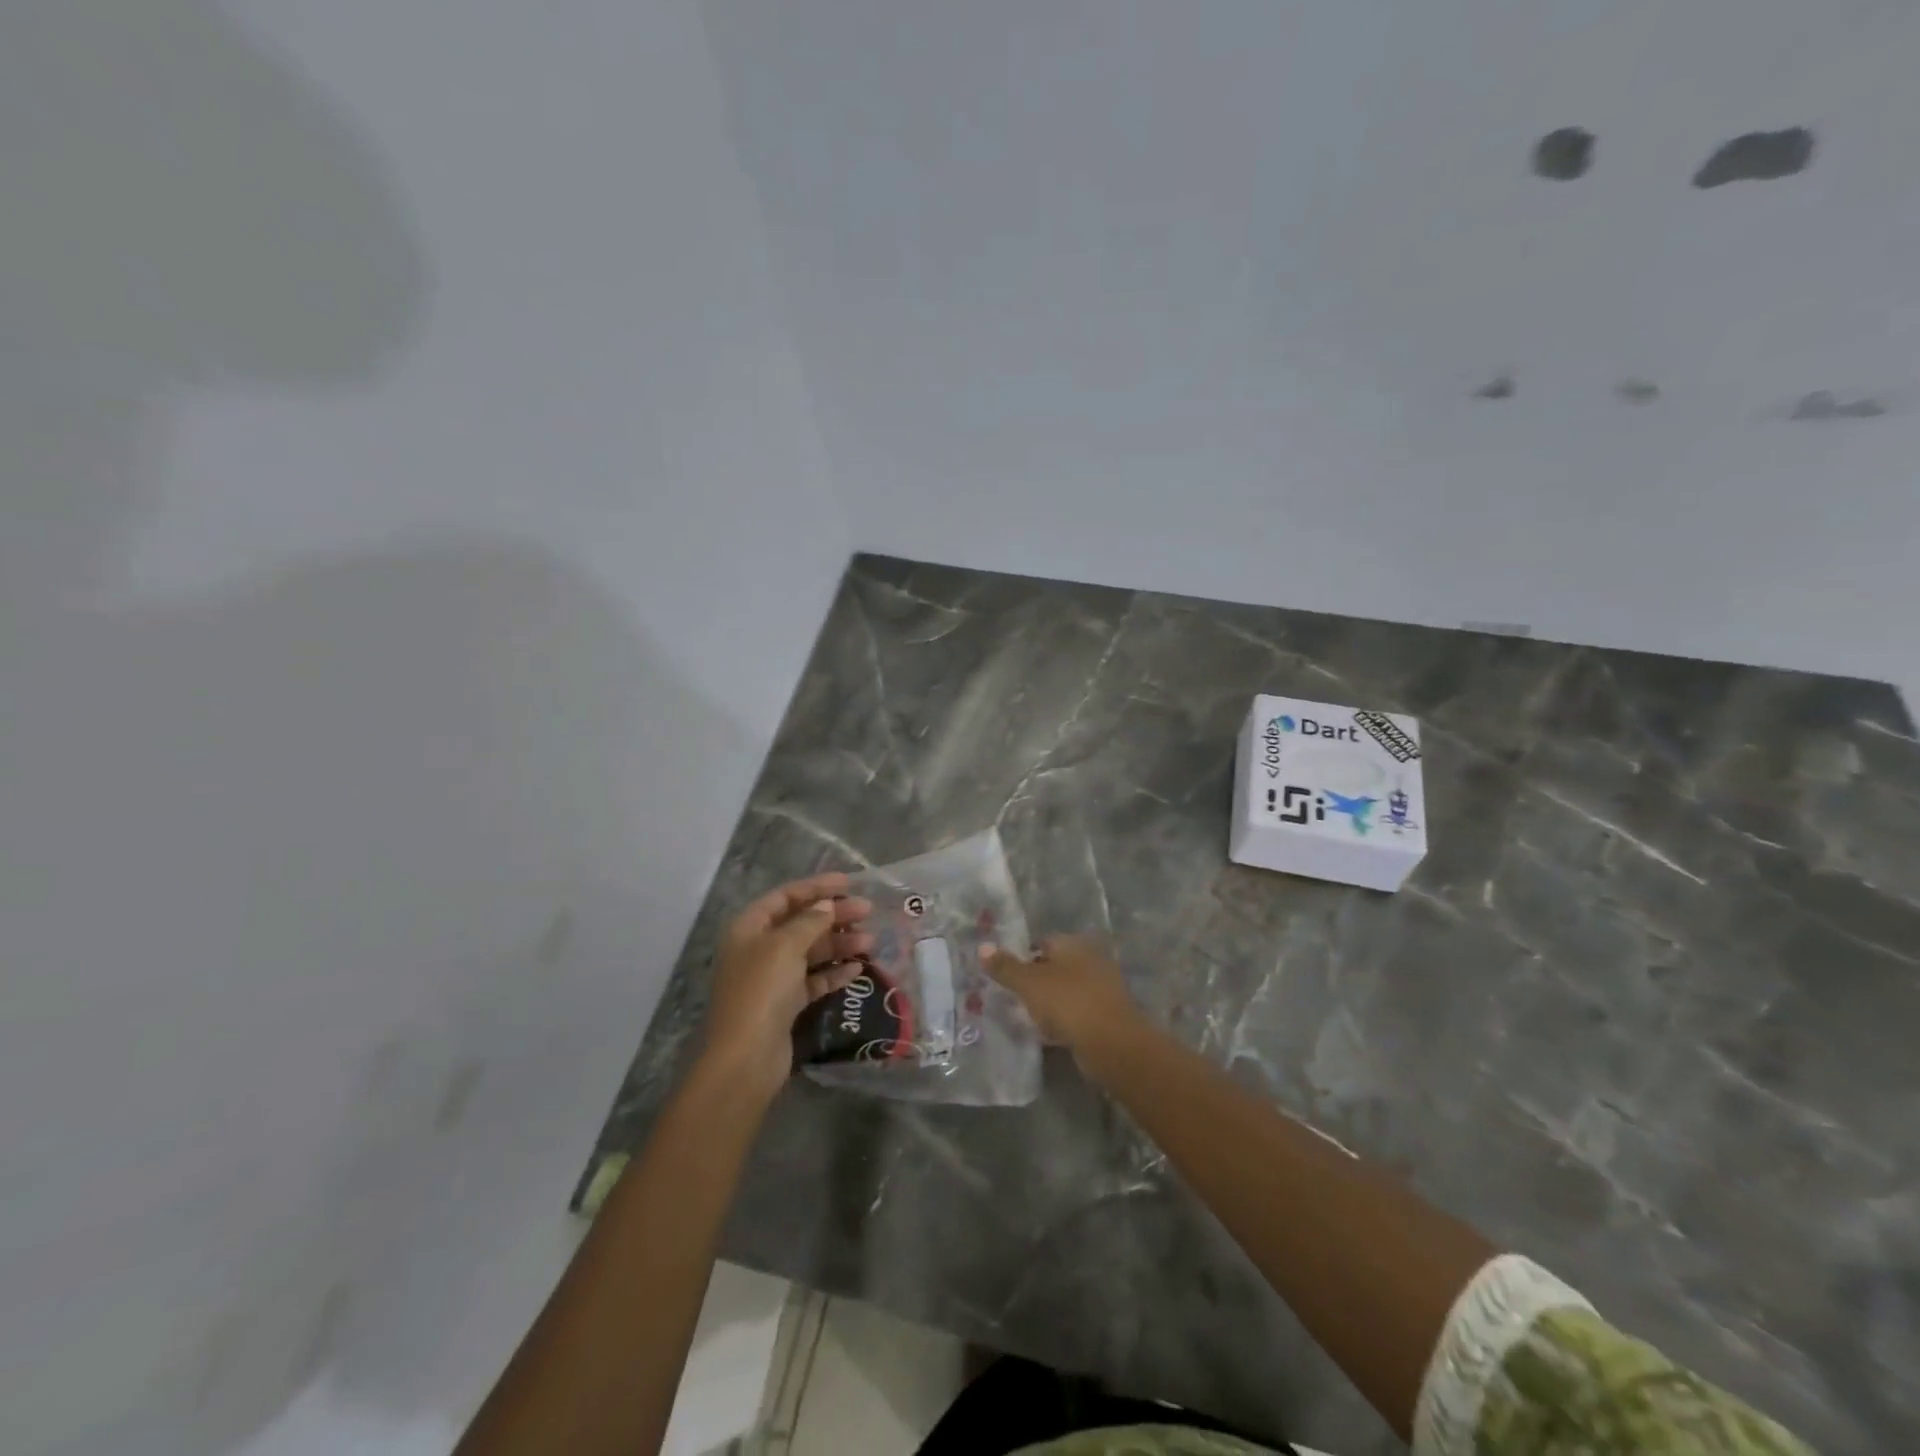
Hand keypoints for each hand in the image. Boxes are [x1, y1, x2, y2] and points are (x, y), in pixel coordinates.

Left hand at [701, 872, 872, 1101]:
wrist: (746, 1057)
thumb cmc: (762, 990)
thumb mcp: (786, 945)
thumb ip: (810, 921)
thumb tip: (827, 905)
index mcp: (749, 928)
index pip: (785, 896)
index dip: (816, 886)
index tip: (849, 883)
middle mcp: (758, 949)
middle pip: (800, 923)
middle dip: (834, 916)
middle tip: (867, 912)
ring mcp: (771, 978)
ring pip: (810, 952)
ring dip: (839, 944)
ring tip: (870, 943)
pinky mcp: (785, 1004)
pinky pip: (813, 980)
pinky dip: (833, 973)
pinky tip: (857, 970)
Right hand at [980, 934, 1144, 1074]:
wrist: (1112, 1044)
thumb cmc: (1068, 1002)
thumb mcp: (1029, 983)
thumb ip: (1005, 966)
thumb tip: (982, 946)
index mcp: (1073, 944)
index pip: (1042, 942)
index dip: (1022, 956)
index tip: (1004, 975)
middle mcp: (1090, 959)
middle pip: (1054, 966)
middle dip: (1035, 981)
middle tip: (1011, 998)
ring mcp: (1101, 988)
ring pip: (1065, 991)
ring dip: (1048, 1003)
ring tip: (1025, 1018)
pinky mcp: (1106, 1016)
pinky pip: (1076, 1013)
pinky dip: (1062, 1021)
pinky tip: (1047, 1035)